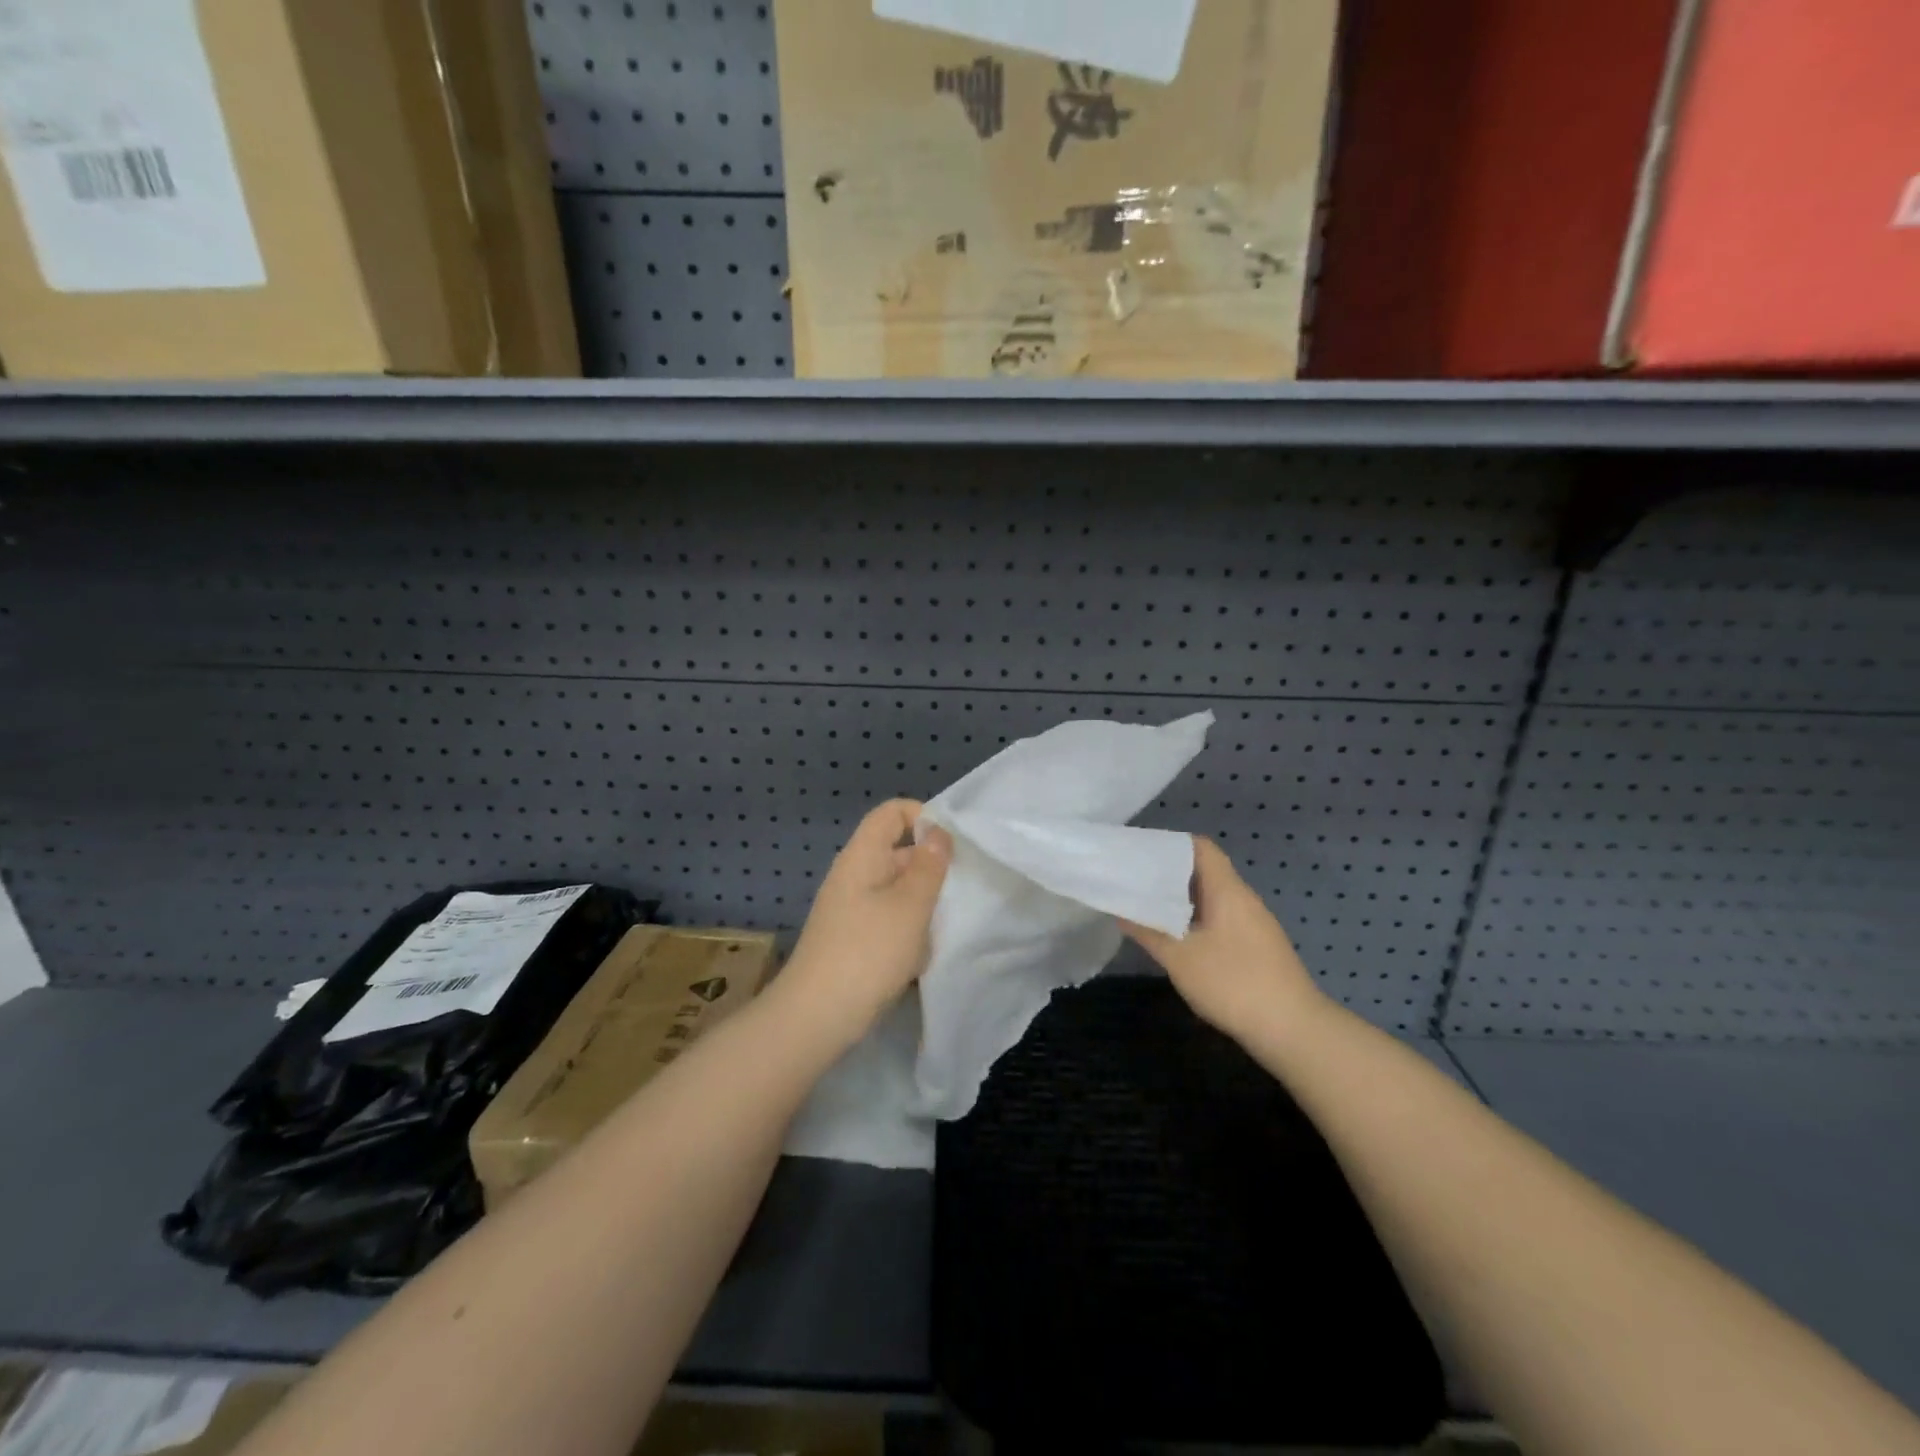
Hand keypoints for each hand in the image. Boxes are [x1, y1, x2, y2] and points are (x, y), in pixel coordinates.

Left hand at [781, 799, 951, 1042]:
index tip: (953, 841)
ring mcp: (850, 910)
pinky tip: (923, 952)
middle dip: (930, 865)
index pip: (890, 813)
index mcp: (862, 856)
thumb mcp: (910, 905)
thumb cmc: (868, 952)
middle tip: (963, 885)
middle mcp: (853, 876)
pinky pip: (887, 920)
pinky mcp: (853, 940)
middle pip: (895, 851)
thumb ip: (929, 866)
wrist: (816, 1017)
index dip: (922, 815)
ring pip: (895, 889)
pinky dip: (908, 929)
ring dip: (922, 901)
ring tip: (948, 920)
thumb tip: (937, 832)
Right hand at [1123, 837, 1322, 1040]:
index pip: (1200, 848)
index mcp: (1227, 890)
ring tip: (1147, 907)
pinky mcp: (1257, 947)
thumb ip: (1148, 931)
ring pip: (1212, 898)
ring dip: (1181, 900)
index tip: (1138, 854)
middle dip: (1168, 875)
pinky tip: (1177, 938)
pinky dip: (1196, 920)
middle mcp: (1243, 899)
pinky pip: (1221, 919)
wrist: (1294, 1030)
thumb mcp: (1180, 958)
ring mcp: (1254, 923)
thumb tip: (1121, 911)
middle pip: (1204, 871)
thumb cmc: (1233, 983)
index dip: (1168, 845)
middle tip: (1133, 881)